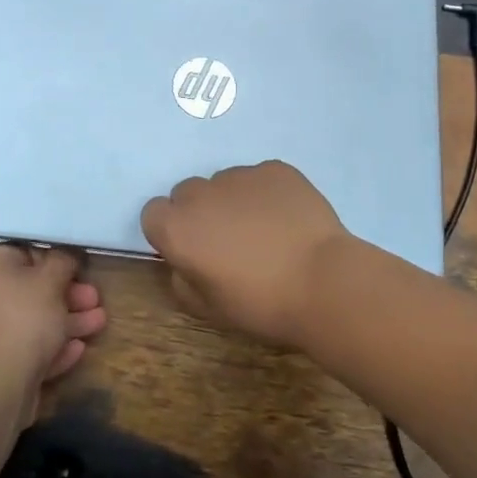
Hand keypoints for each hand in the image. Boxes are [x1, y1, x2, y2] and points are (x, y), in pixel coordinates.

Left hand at [0, 244, 106, 428]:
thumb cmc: (23, 316)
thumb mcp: (51, 279)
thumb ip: (63, 261)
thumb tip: (66, 254)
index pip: (21, 255)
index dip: (55, 261)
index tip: (80, 270)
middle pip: (28, 291)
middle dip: (68, 296)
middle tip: (95, 300)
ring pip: (29, 322)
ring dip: (66, 322)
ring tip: (99, 324)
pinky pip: (24, 348)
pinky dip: (50, 347)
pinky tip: (77, 350)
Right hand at [141, 161, 351, 345]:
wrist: (323, 282)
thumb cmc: (260, 304)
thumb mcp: (208, 308)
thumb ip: (182, 279)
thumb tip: (185, 261)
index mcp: (177, 227)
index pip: (153, 214)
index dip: (170, 232)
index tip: (192, 251)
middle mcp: (202, 193)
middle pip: (188, 194)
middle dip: (200, 213)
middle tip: (229, 242)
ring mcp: (240, 175)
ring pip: (225, 183)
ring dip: (233, 201)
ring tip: (265, 232)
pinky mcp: (275, 169)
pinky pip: (260, 178)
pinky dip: (266, 194)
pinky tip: (287, 219)